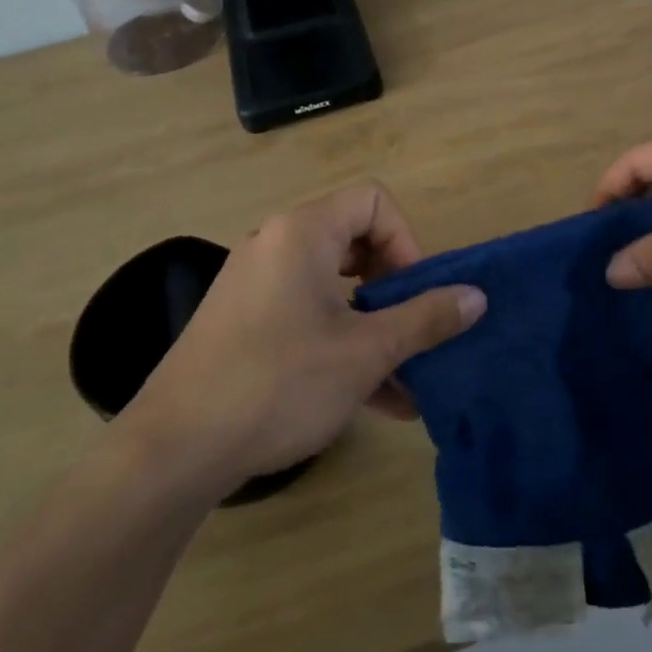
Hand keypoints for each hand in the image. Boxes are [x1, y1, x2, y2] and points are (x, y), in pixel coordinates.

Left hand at [122, 184, 485, 490]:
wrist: (174, 450)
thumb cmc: (280, 383)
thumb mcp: (366, 352)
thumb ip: (426, 318)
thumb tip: (477, 296)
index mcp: (303, 233)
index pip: (373, 202)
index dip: (406, 241)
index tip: (416, 294)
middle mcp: (275, 245)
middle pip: (355, 241)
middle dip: (394, 289)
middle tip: (410, 331)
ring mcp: (254, 285)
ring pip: (333, 288)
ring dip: (374, 327)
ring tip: (405, 381)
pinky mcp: (243, 322)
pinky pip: (306, 315)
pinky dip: (340, 343)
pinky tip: (372, 400)